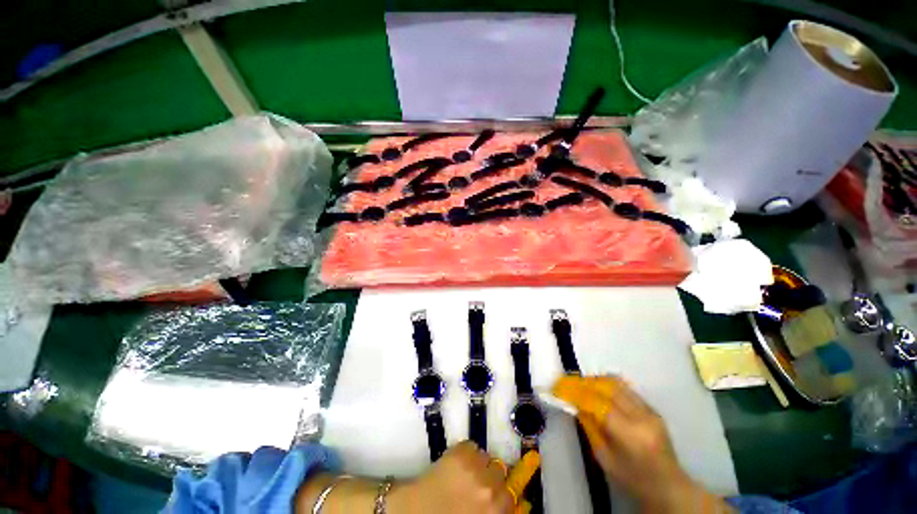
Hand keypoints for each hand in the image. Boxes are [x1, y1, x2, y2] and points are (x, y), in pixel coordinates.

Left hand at [388, 441, 513, 513]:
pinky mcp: (460, 453)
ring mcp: (474, 467)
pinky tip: (457, 462)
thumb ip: (491, 510)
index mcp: (494, 509)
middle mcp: (489, 487)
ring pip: (486, 456)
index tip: (492, 493)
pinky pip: (471, 445)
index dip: (500, 492)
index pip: (509, 494)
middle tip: (478, 481)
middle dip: (490, 475)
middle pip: (499, 471)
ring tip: (466, 470)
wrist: (414, 512)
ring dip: (479, 462)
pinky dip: (467, 451)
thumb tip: (500, 500)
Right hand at [553, 375, 731, 512]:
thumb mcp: (604, 458)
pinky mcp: (652, 407)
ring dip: (593, 380)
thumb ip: (589, 427)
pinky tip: (595, 388)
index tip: (558, 387)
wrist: (668, 485)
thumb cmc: (633, 479)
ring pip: (616, 383)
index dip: (575, 392)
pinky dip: (606, 384)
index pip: (597, 403)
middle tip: (565, 382)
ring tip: (578, 383)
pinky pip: (624, 388)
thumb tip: (574, 403)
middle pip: (606, 387)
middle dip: (582, 382)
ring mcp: (649, 410)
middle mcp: (642, 417)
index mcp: (630, 435)